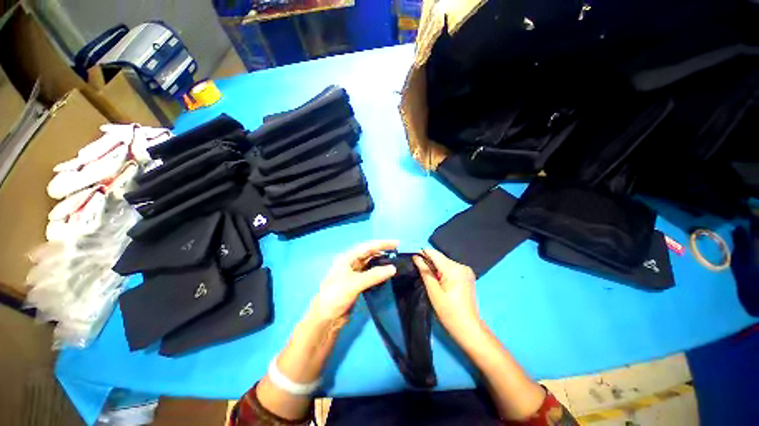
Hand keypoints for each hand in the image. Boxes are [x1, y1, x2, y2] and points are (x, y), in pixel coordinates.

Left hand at [307, 240, 397, 325]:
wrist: (325, 318)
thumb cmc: (336, 295)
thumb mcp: (355, 283)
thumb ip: (374, 275)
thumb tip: (393, 268)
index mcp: (347, 258)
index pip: (367, 247)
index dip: (382, 244)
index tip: (397, 243)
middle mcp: (351, 263)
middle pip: (369, 253)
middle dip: (382, 251)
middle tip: (397, 252)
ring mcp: (354, 274)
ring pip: (370, 264)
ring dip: (381, 262)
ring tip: (394, 262)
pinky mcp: (357, 284)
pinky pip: (370, 274)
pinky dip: (378, 273)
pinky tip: (386, 274)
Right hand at [414, 248, 480, 340]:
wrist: (468, 327)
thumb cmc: (448, 311)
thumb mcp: (433, 291)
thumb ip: (425, 272)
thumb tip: (416, 257)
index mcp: (453, 269)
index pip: (435, 254)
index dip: (423, 253)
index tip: (413, 258)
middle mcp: (461, 266)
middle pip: (441, 258)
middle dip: (429, 262)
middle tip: (420, 271)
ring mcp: (466, 270)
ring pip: (445, 263)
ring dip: (436, 267)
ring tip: (430, 278)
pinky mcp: (467, 276)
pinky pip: (452, 268)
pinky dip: (444, 272)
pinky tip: (440, 280)